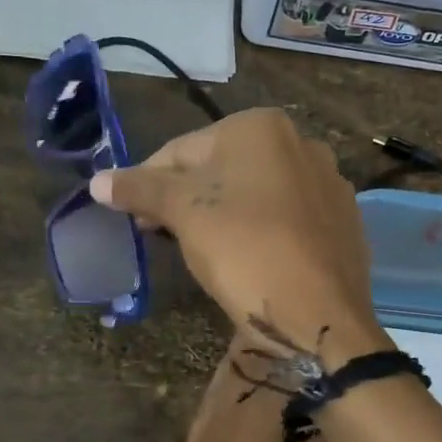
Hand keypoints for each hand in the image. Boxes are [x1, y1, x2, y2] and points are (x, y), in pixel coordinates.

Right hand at [89, 109, 385, 367]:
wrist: (321, 314)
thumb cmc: (245, 251)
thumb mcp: (184, 215)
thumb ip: (141, 190)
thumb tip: (98, 180)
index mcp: (261, 127)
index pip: (182, 150)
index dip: (150, 183)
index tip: (136, 218)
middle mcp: (302, 142)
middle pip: (222, 168)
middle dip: (189, 198)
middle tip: (166, 235)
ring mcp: (329, 182)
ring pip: (257, 193)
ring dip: (225, 214)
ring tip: (208, 251)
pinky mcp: (343, 220)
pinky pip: (288, 217)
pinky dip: (263, 230)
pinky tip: (253, 260)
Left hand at [141, 329, 358, 441]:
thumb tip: (377, 424)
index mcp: (256, 395)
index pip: (279, 344)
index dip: (301, 332)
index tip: (325, 326)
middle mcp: (225, 398)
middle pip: (248, 354)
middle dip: (277, 346)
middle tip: (309, 345)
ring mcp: (204, 424)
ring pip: (231, 379)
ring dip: (257, 371)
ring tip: (286, 373)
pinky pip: (222, 404)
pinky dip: (242, 398)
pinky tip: (257, 417)